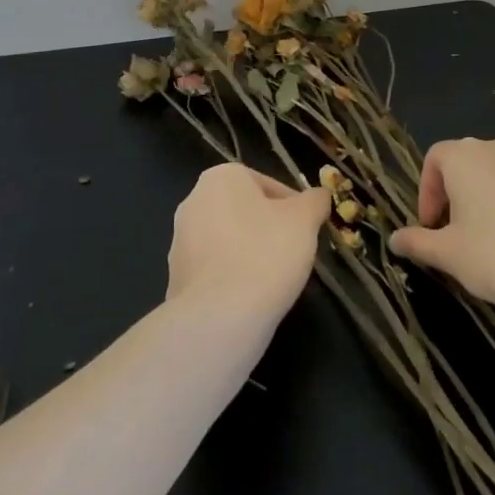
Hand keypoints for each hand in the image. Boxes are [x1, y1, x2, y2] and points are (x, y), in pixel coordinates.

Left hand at [166, 164, 330, 325]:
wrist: (219, 316)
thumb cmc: (266, 254)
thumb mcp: (305, 220)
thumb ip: (315, 201)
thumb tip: (319, 196)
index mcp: (221, 177)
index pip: (269, 185)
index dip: (295, 208)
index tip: (307, 231)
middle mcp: (193, 200)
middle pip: (247, 211)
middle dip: (270, 229)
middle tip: (294, 253)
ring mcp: (180, 239)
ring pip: (229, 240)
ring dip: (251, 253)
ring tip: (274, 279)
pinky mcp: (175, 275)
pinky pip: (214, 269)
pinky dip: (233, 277)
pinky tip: (250, 296)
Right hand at [391, 136, 494, 331]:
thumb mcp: (449, 256)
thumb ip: (418, 243)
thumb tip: (394, 239)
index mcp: (466, 157)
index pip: (435, 160)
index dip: (427, 192)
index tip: (432, 226)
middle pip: (470, 163)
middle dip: (459, 194)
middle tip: (460, 233)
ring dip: (494, 198)